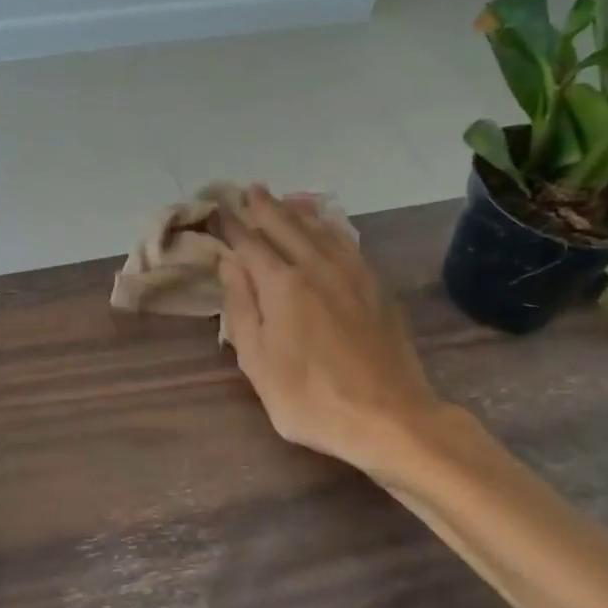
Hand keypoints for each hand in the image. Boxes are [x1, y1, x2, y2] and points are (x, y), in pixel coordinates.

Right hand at [218, 186, 444, 478]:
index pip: (250, 242)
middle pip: (286, 225)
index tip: (218, 209)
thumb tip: (229, 263)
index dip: (232, 224)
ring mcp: (353, 273)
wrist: (389, 417)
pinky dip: (329, 226)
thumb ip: (241, 307)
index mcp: (283, 284)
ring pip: (320, 228)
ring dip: (298, 211)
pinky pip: (347, 241)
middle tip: (249, 191)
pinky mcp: (377, 286)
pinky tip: (327, 227)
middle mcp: (317, 266)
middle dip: (265, 206)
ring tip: (285, 199)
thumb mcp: (258, 362)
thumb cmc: (310, 398)